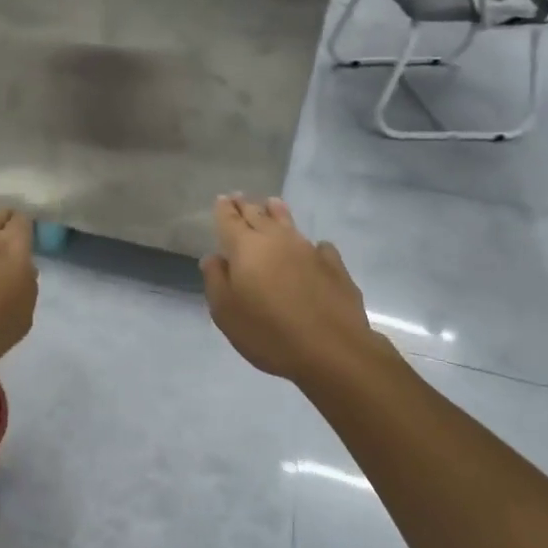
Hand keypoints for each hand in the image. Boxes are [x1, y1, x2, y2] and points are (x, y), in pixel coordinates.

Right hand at [201, 196, 380, 383]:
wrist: (332, 350)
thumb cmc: (269, 333)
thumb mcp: (226, 313)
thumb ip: (215, 280)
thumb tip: (213, 257)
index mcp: (246, 247)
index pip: (230, 219)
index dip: (224, 209)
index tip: (222, 199)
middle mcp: (276, 240)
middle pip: (258, 214)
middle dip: (247, 205)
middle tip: (240, 197)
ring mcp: (308, 250)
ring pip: (288, 223)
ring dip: (277, 212)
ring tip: (272, 203)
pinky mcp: (334, 266)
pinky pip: (318, 246)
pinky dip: (310, 245)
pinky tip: (313, 250)